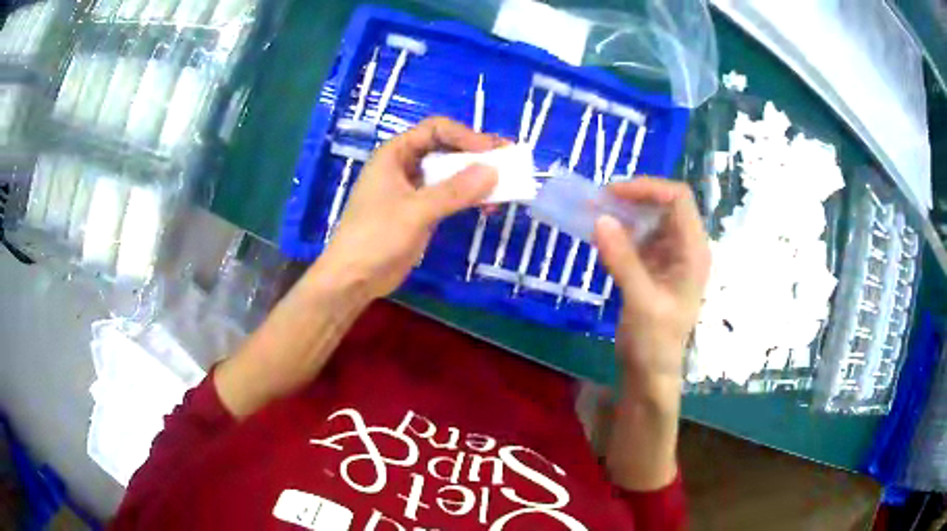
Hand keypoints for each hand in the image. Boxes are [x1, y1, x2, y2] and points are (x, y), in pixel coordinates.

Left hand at [319, 117, 500, 299]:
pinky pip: (448, 196)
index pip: (436, 130)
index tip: (492, 152)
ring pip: (450, 174)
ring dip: (476, 178)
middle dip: (476, 155)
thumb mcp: (416, 211)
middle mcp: (404, 165)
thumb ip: (454, 191)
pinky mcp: (419, 211)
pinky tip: (487, 207)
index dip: (466, 136)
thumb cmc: (376, 237)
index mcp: (395, 153)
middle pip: (445, 149)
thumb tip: (494, 171)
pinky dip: (468, 198)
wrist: (353, 278)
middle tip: (509, 162)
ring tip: (504, 187)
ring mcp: (412, 189)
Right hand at [595, 178, 710, 396]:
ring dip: (622, 212)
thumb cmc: (656, 341)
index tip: (612, 193)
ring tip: (592, 212)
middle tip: (597, 201)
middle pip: (664, 204)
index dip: (648, 188)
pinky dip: (618, 231)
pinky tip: (599, 236)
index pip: (678, 199)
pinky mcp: (653, 265)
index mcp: (693, 250)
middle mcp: (684, 246)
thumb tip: (599, 218)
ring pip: (648, 218)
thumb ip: (623, 259)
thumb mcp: (642, 301)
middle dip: (633, 197)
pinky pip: (636, 236)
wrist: (650, 372)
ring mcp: (669, 255)